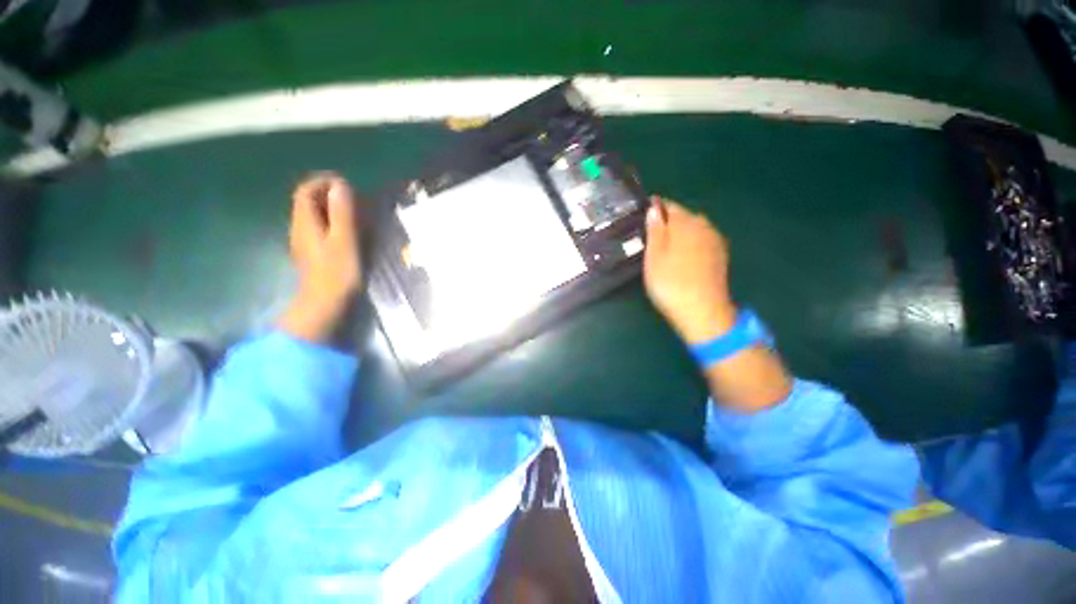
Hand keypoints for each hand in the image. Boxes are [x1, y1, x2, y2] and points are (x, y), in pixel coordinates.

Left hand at [278, 173, 361, 343]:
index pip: (305, 191)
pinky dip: (332, 222)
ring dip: (331, 208)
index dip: (322, 181)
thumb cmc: (336, 273)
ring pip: (313, 215)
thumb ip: (341, 213)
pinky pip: (319, 228)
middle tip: (354, 197)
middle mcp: (299, 228)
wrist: (324, 305)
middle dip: (328, 193)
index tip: (345, 182)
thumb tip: (340, 185)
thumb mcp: (344, 241)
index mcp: (305, 222)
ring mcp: (304, 241)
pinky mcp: (312, 253)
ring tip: (355, 212)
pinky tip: (347, 231)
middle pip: (307, 201)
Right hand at [643, 197, 736, 343]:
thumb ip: (654, 229)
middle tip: (651, 232)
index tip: (643, 214)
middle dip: (668, 220)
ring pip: (695, 228)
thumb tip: (654, 207)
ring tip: (666, 244)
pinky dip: (692, 242)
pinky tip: (685, 254)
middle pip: (684, 216)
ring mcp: (715, 241)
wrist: (702, 311)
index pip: (669, 206)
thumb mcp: (653, 256)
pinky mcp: (721, 256)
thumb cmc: (670, 282)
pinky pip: (703, 240)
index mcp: (685, 223)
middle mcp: (704, 226)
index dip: (655, 208)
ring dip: (681, 231)